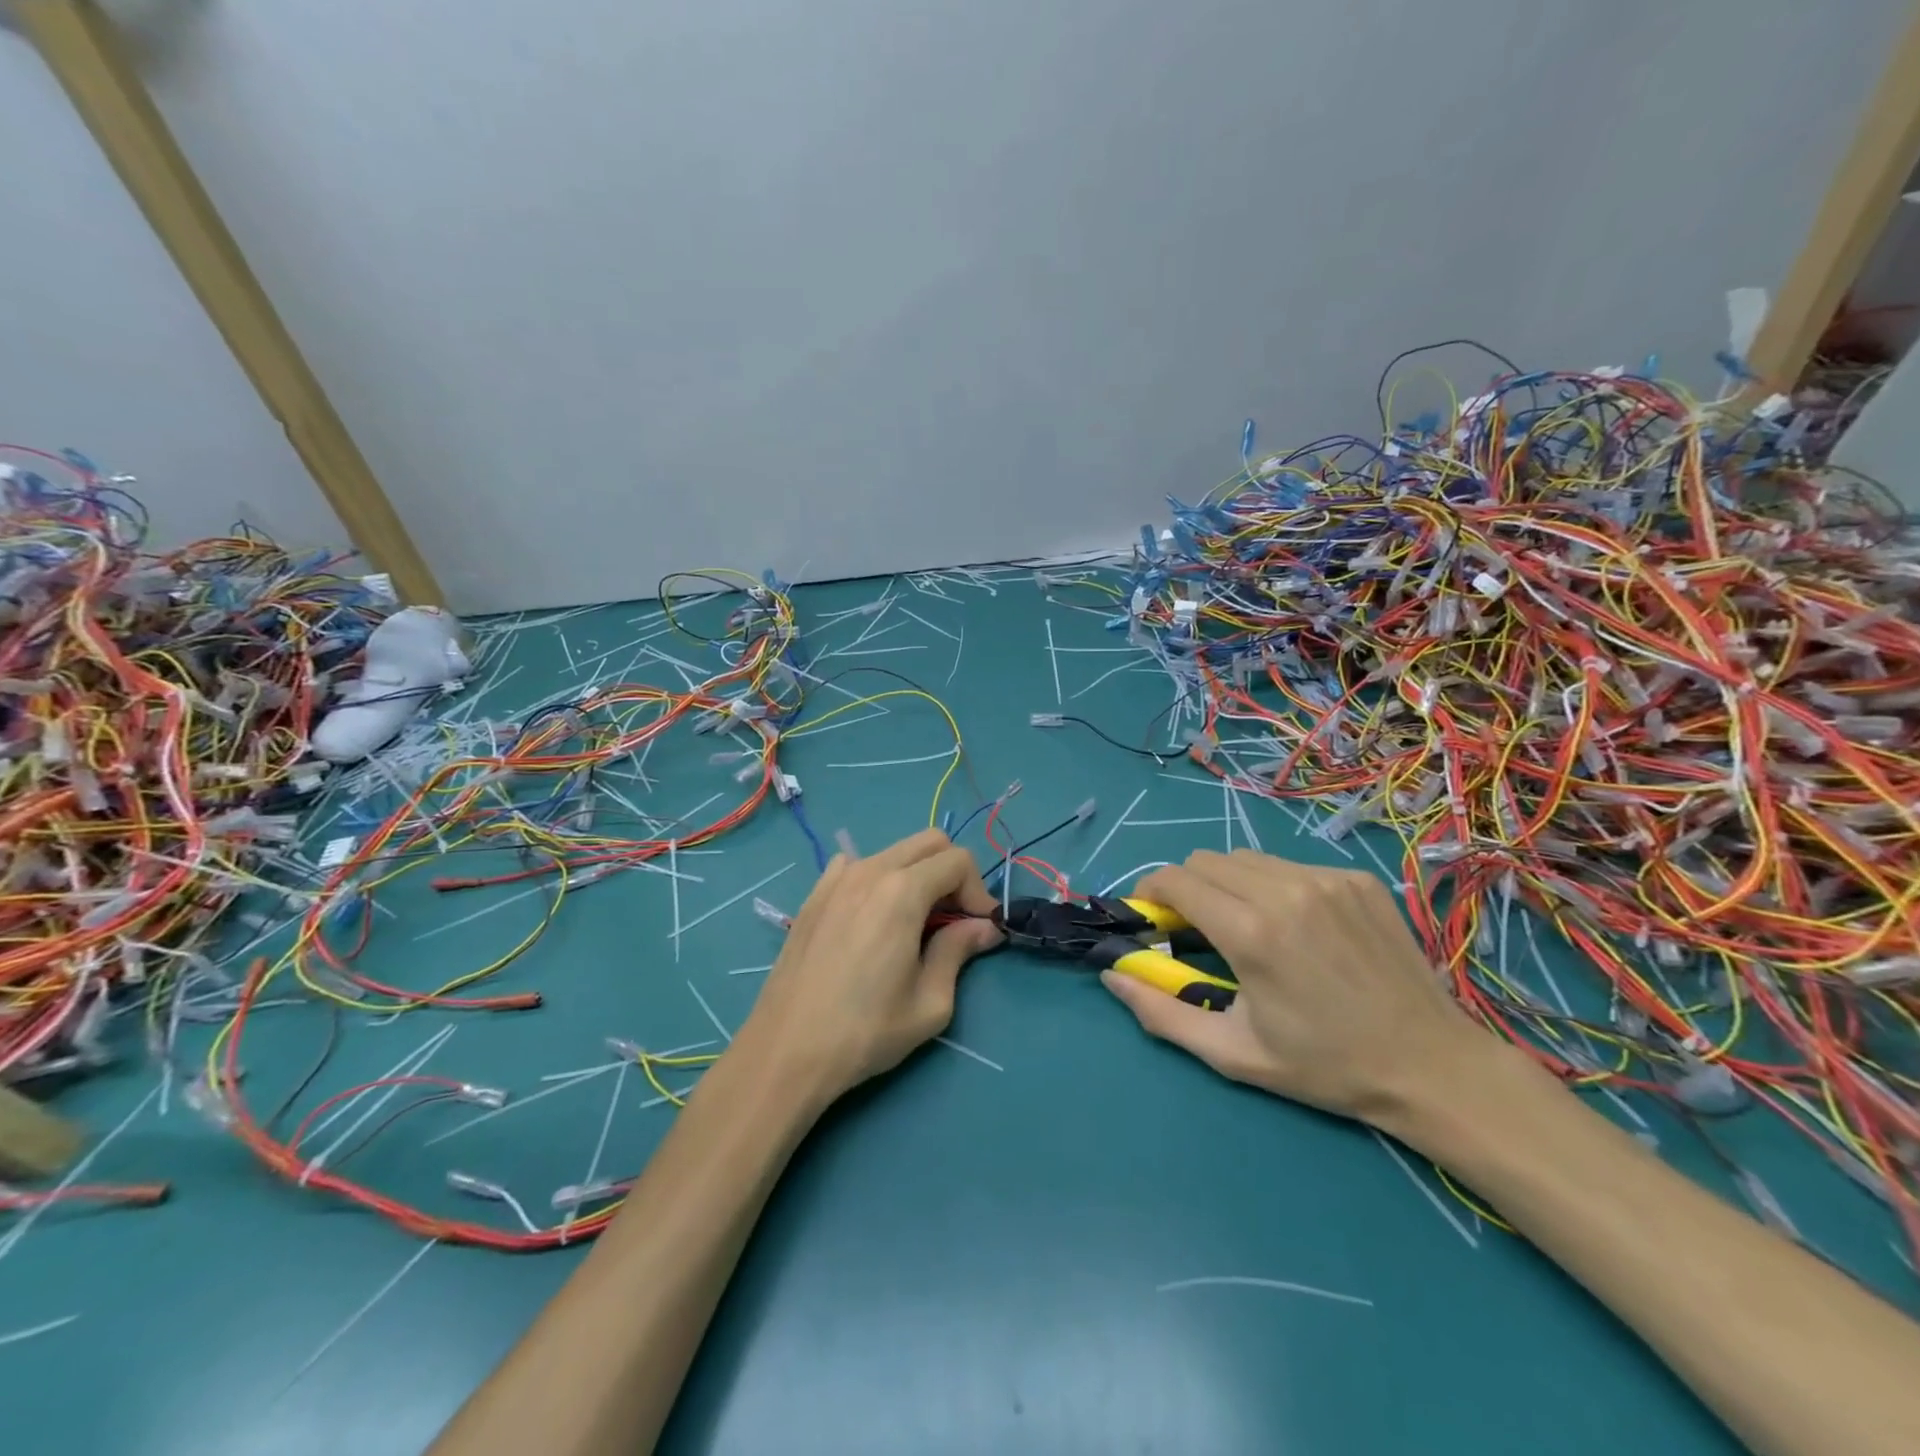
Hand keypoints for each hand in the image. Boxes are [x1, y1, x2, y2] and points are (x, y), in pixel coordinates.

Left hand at [737, 829, 1002, 1108]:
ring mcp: (836, 879)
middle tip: (954, 920)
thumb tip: (984, 927)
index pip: (958, 861)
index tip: (980, 928)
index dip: (979, 891)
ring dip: (917, 876)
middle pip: (929, 842)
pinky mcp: (814, 895)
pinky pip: (856, 866)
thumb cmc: (865, 1032)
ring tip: (914, 924)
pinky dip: (878, 880)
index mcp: (902, 891)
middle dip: (952, 873)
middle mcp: (869, 870)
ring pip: (893, 852)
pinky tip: (871, 920)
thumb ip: (959, 951)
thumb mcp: (930, 1002)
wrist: (786, 1051)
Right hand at [1101, 849, 1493, 1124]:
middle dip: (1187, 888)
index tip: (1154, 920)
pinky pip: (1290, 865)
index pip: (1175, 879)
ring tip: (1249, 926)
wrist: (1432, 1066)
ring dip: (1229, 883)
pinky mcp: (1356, 878)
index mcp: (1251, 931)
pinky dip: (1274, 886)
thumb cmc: (1325, 1065)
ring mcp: (1325, 878)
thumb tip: (1113, 975)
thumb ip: (1162, 1013)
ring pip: (1246, 858)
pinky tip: (1299, 927)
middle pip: (1204, 860)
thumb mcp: (1233, 1053)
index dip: (1152, 893)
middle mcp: (1284, 890)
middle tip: (1199, 930)